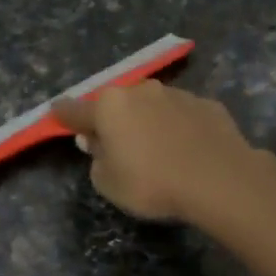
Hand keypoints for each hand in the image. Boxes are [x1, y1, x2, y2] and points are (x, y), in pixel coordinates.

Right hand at [52, 81, 273, 223]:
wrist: (220, 180)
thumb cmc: (152, 183)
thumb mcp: (108, 183)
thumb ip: (96, 160)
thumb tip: (97, 143)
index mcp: (109, 107)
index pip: (74, 110)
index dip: (63, 115)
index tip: (56, 113)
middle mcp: (141, 91)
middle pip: (117, 105)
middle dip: (113, 120)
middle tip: (116, 145)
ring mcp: (177, 94)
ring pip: (152, 106)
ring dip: (147, 122)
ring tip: (157, 150)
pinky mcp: (207, 105)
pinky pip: (182, 116)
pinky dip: (178, 128)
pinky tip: (187, 150)